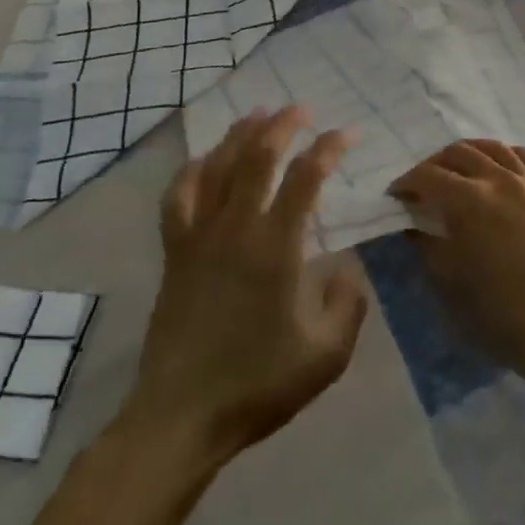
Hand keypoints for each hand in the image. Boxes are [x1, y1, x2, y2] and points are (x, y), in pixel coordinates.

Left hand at [122, 107, 367, 462]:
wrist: (181, 416)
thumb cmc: (259, 384)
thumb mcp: (327, 354)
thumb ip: (348, 302)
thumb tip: (346, 265)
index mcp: (277, 248)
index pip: (306, 178)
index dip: (328, 148)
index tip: (346, 134)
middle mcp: (236, 229)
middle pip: (257, 156)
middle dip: (282, 125)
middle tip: (300, 109)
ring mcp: (199, 237)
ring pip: (217, 166)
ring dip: (239, 135)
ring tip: (257, 115)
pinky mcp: (175, 252)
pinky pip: (179, 196)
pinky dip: (193, 169)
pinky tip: (204, 160)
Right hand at [388, 140, 524, 380]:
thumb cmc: (498, 313)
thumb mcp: (449, 282)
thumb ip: (426, 245)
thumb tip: (413, 225)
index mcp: (469, 200)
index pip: (428, 176)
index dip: (406, 182)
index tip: (396, 195)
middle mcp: (500, 180)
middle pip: (459, 153)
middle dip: (434, 164)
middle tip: (423, 185)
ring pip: (495, 148)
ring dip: (470, 153)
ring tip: (459, 169)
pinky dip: (510, 155)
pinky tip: (502, 167)